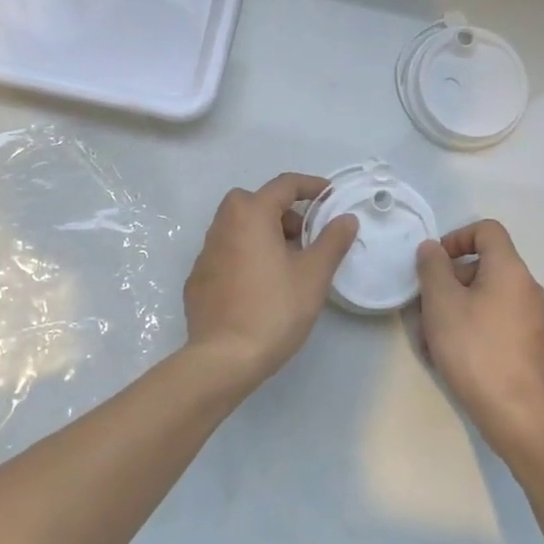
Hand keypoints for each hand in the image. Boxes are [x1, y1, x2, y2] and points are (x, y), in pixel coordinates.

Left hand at [183, 173, 359, 385]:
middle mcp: (222, 225)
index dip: (311, 186)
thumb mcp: (314, 274)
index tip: (330, 196)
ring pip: (238, 228)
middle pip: (255, 203)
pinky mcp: (197, 280)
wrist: (224, 358)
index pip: (284, 185)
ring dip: (263, 235)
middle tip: (304, 238)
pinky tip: (260, 287)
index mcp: (250, 215)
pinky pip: (226, 254)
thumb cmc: (275, 309)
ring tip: (286, 265)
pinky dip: (245, 258)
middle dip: (283, 212)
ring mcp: (205, 253)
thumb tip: (346, 219)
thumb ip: (332, 241)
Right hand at [416, 220, 543, 461]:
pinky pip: (496, 322)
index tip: (434, 263)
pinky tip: (452, 358)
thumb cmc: (475, 350)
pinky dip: (472, 328)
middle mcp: (527, 288)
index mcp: (510, 270)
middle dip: (450, 281)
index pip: (487, 230)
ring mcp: (533, 320)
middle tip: (425, 306)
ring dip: (456, 308)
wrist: (518, 416)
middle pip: (484, 266)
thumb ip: (432, 268)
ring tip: (432, 339)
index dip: (456, 237)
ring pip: (486, 297)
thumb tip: (433, 249)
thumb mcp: (441, 303)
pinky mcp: (530, 347)